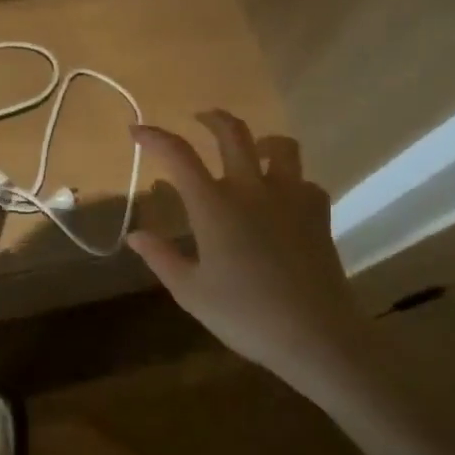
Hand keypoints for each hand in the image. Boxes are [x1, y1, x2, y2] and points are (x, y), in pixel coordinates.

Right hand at [126, 110, 358, 382]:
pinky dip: (290, 181)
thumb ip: (161, 258)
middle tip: (199, 119)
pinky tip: (283, 198)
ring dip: (260, 141)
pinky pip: (305, 182)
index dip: (154, 137)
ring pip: (281, 147)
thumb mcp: (191, 291)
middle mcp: (251, 189)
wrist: (316, 335)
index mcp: (214, 205)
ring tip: (251, 151)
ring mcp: (290, 197)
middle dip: (212, 119)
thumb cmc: (245, 315)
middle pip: (233, 133)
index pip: (178, 155)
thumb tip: (135, 235)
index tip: (136, 131)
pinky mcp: (318, 214)